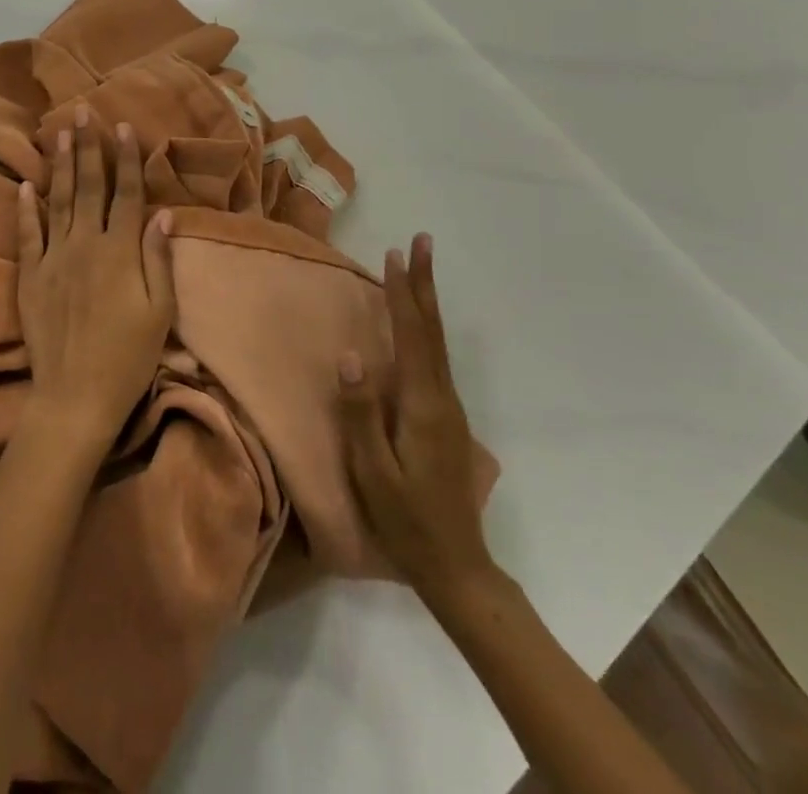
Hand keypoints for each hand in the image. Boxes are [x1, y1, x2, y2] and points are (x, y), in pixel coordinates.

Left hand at [16, 106, 176, 447]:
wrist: (76, 396)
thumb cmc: (128, 357)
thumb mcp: (159, 312)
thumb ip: (158, 260)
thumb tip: (161, 214)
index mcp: (120, 251)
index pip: (126, 194)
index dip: (126, 159)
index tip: (124, 127)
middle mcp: (86, 245)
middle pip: (89, 186)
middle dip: (88, 146)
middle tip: (84, 111)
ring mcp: (54, 258)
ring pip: (57, 200)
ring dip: (59, 164)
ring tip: (59, 131)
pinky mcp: (31, 276)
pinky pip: (27, 234)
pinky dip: (26, 208)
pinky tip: (26, 183)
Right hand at [338, 233, 502, 605]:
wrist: (456, 565)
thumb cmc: (406, 519)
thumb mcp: (373, 471)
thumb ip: (361, 413)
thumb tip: (351, 355)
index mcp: (423, 405)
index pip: (412, 336)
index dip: (402, 294)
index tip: (394, 254)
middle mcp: (442, 396)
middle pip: (432, 330)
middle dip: (424, 284)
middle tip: (422, 242)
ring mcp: (448, 406)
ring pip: (436, 341)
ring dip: (426, 301)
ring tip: (419, 269)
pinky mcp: (446, 416)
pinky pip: (434, 356)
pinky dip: (426, 326)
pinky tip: (418, 323)